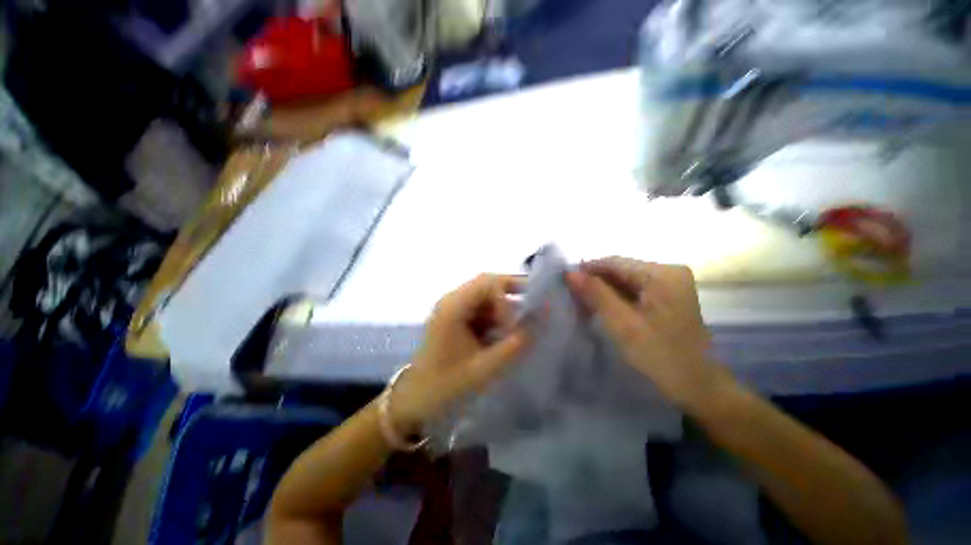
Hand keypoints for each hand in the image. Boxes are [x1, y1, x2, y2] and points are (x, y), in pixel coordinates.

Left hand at [391, 274, 529, 430]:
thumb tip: (543, 318)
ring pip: (486, 296)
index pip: (488, 283)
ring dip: (504, 308)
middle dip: (512, 295)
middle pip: (487, 284)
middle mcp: (452, 300)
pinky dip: (496, 318)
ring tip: (520, 327)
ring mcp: (452, 308)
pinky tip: (504, 334)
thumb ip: (516, 343)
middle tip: (534, 309)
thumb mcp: (485, 367)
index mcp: (453, 306)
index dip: (509, 298)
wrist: (415, 402)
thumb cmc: (446, 386)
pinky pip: (481, 309)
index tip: (519, 324)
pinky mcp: (455, 319)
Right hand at [566, 258, 723, 409]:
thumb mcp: (622, 324)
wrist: (697, 386)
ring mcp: (670, 283)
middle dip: (595, 283)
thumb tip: (570, 273)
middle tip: (572, 299)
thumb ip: (596, 294)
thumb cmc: (660, 356)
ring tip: (583, 306)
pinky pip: (634, 290)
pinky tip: (602, 309)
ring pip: (624, 280)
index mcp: (662, 274)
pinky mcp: (668, 295)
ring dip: (603, 292)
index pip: (614, 262)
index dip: (587, 270)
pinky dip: (616, 298)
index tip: (565, 284)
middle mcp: (668, 271)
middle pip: (620, 270)